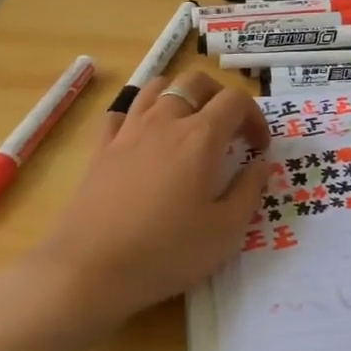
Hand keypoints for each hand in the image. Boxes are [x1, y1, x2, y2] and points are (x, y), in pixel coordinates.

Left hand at [25, 71, 269, 331]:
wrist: (90, 268)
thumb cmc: (167, 252)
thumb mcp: (226, 232)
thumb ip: (249, 190)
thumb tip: (259, 163)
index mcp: (201, 137)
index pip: (235, 101)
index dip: (255, 117)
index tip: (258, 147)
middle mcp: (165, 121)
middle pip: (194, 81)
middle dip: (219, 95)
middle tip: (228, 127)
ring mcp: (128, 131)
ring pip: (156, 88)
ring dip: (179, 96)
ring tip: (188, 124)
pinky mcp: (101, 149)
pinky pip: (120, 113)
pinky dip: (138, 116)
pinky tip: (144, 139)